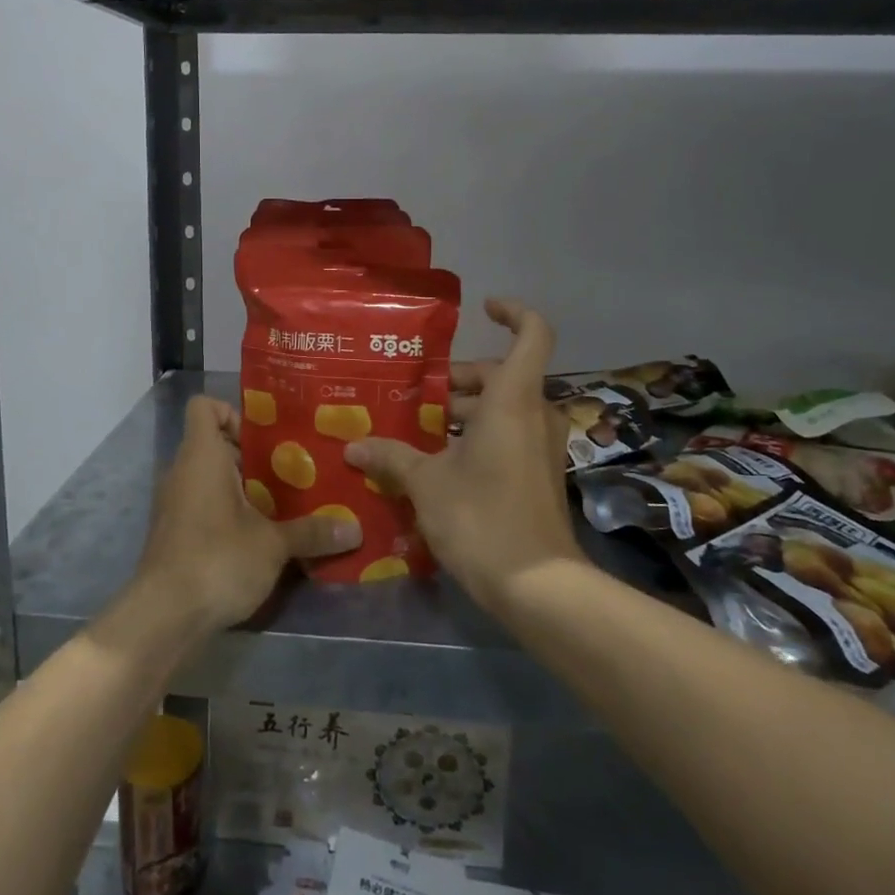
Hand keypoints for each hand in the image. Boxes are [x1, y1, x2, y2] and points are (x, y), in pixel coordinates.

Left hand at [135, 396, 362, 633]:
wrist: (163, 616)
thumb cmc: (217, 559)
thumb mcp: (273, 545)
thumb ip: (311, 532)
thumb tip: (354, 529)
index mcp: (201, 456)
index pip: (204, 407)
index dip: (233, 413)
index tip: (265, 439)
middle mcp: (182, 472)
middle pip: (214, 444)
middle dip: (251, 456)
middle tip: (290, 473)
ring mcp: (173, 504)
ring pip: (209, 478)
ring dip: (242, 488)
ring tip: (281, 505)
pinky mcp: (174, 534)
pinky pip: (202, 506)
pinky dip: (226, 512)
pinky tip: (257, 537)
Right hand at [346, 300, 584, 614]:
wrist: (538, 586)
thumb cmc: (482, 517)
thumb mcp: (427, 483)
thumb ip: (391, 457)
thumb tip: (353, 446)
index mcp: (512, 399)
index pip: (532, 334)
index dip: (513, 313)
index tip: (483, 308)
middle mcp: (533, 414)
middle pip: (501, 374)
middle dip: (459, 378)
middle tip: (416, 390)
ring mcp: (541, 446)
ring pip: (503, 407)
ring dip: (464, 410)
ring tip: (416, 426)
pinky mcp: (540, 473)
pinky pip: (508, 435)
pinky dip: (477, 435)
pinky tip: (437, 460)